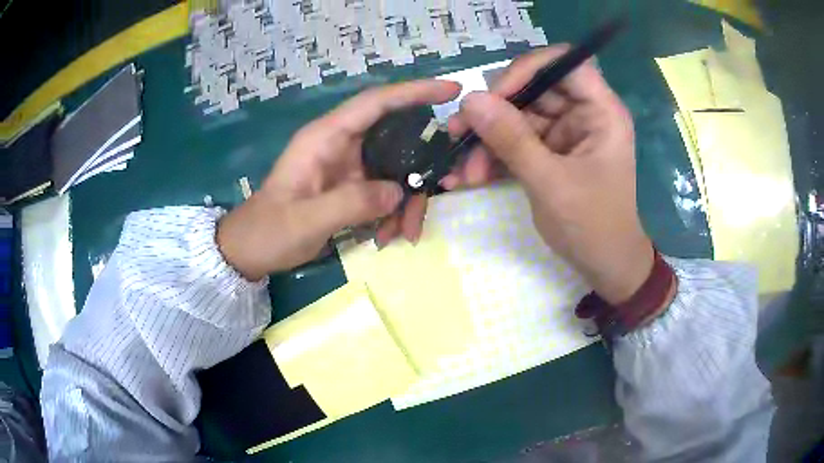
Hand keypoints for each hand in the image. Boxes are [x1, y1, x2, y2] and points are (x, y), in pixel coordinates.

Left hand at [217, 80, 461, 280]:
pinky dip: (394, 213)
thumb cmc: (269, 230)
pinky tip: (388, 237)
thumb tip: (397, 192)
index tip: (451, 90)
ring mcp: (349, 166)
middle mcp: (341, 144)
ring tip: (405, 233)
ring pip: (396, 169)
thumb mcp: (306, 220)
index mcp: (325, 137)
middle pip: (396, 137)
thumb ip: (351, 203)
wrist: (252, 249)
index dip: (414, 91)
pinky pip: (386, 191)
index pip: (375, 102)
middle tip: (443, 187)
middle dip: (421, 164)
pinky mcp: (352, 186)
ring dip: (407, 200)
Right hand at [444, 46, 653, 304]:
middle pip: (534, 90)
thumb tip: (469, 100)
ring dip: (488, 141)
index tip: (494, 94)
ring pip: (519, 117)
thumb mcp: (551, 184)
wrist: (605, 266)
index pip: (566, 63)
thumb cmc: (593, 227)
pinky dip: (494, 157)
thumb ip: (511, 139)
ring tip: (463, 170)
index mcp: (601, 112)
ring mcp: (566, 133)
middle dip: (494, 112)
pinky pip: (517, 141)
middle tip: (459, 133)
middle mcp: (584, 114)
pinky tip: (469, 176)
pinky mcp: (551, 152)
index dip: (528, 69)